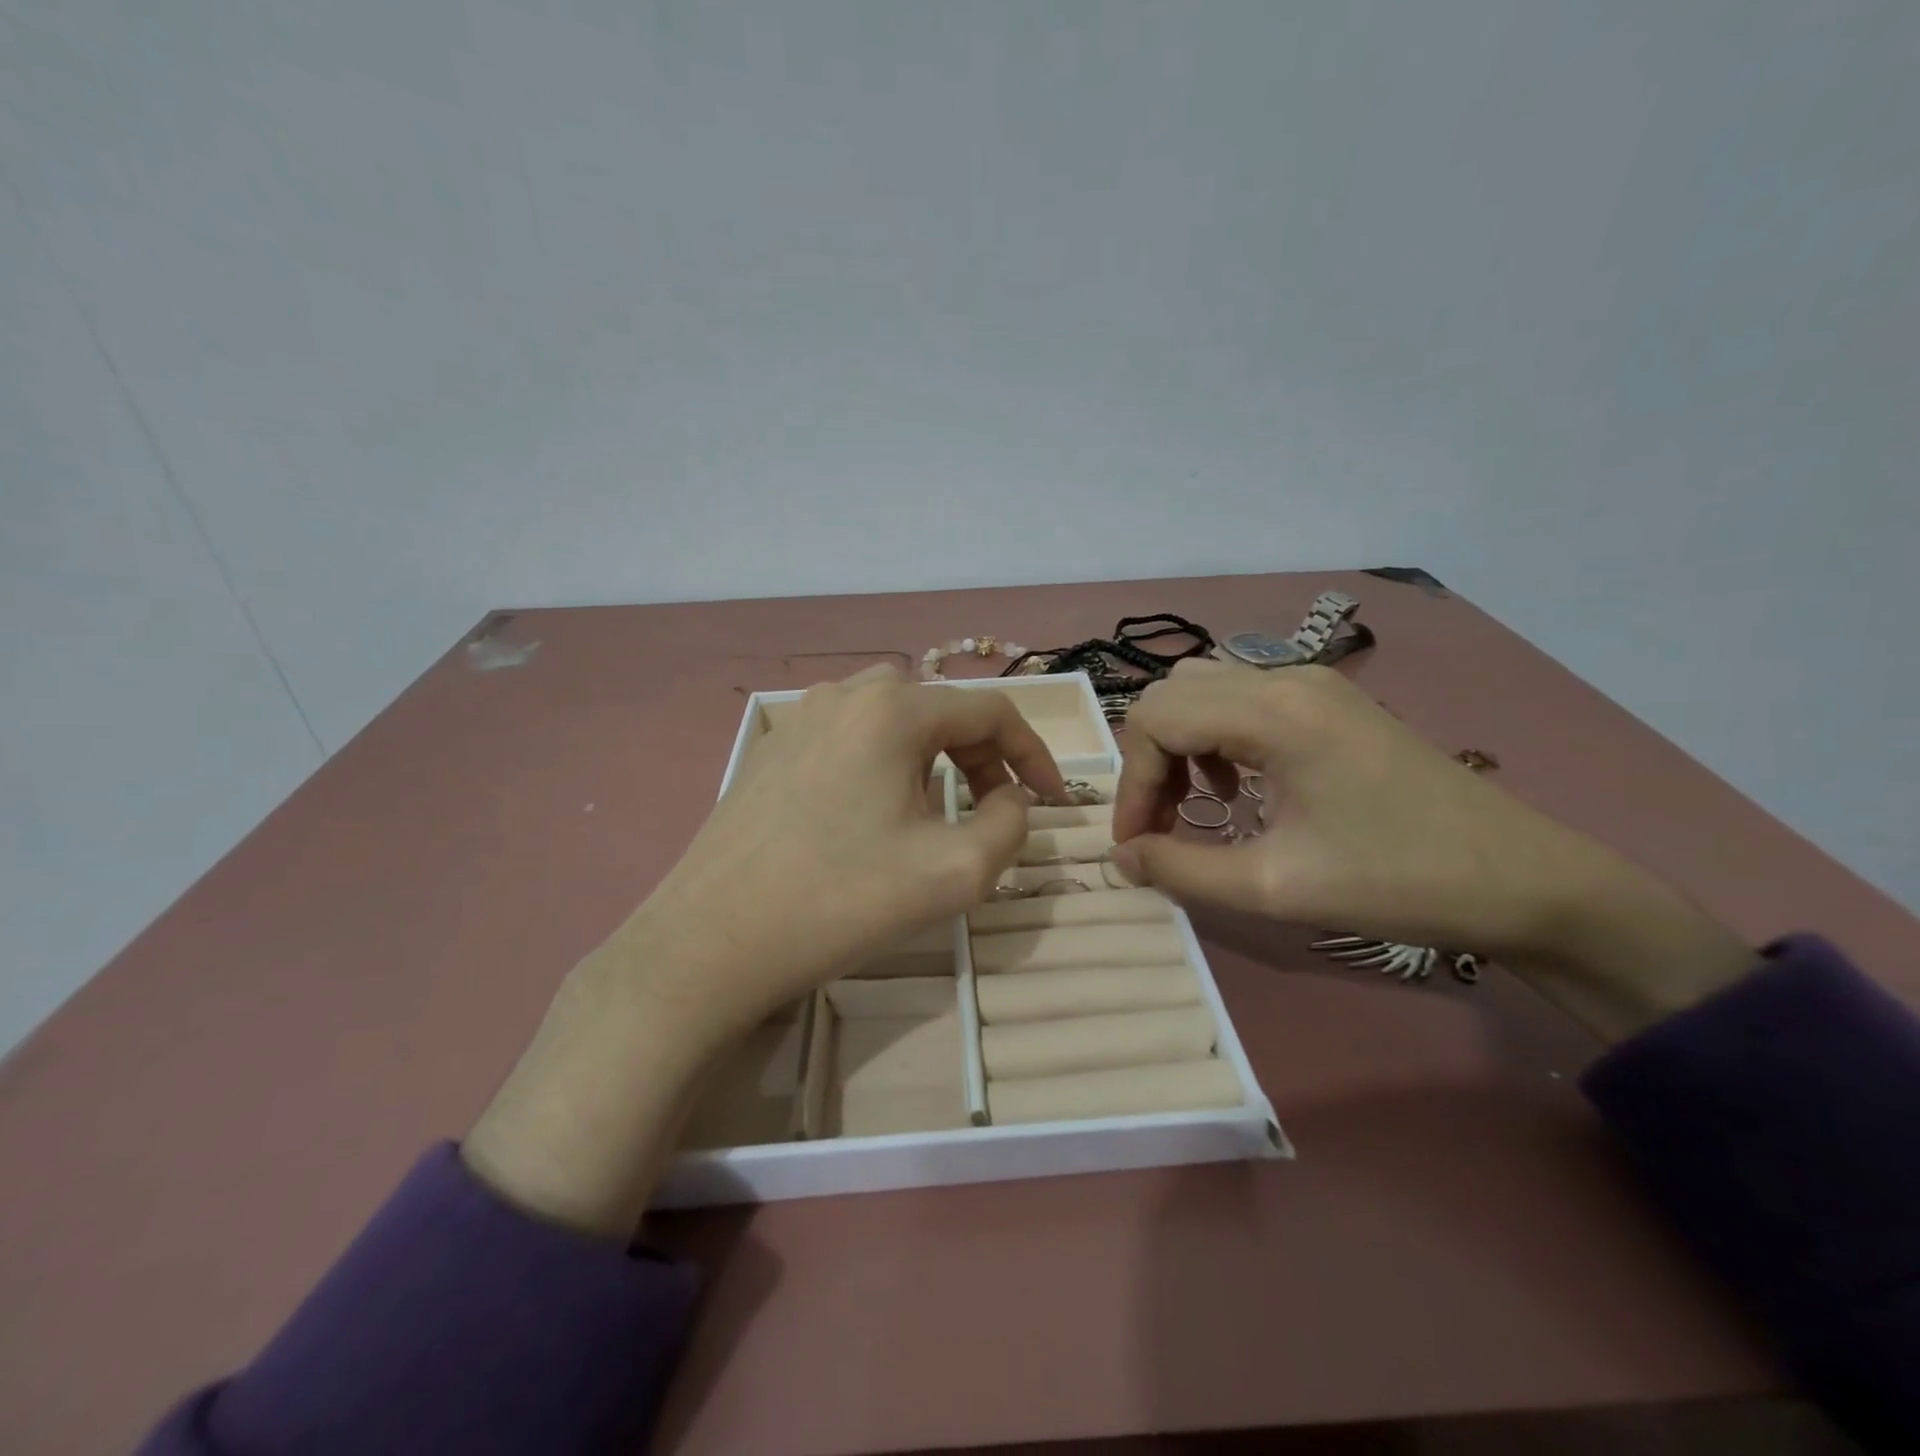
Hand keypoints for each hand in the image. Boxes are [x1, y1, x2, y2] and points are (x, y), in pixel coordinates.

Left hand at [634, 663, 1067, 1030]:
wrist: (713, 942)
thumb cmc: (842, 899)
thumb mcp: (956, 871)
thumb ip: (1009, 824)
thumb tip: (1008, 798)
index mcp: (893, 709)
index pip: (990, 710)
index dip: (1034, 753)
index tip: (1052, 801)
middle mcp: (844, 695)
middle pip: (939, 709)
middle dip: (981, 754)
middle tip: (993, 808)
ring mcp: (799, 720)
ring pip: (891, 719)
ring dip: (931, 756)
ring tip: (934, 811)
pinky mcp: (770, 752)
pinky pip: (847, 739)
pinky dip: (883, 763)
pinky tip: (870, 815)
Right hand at [1111, 661, 1752, 1039]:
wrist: (1524, 880)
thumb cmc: (1397, 881)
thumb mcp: (1275, 888)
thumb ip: (1182, 869)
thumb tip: (1122, 858)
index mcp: (1273, 713)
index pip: (1155, 720)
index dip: (1132, 783)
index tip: (1137, 844)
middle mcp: (1285, 678)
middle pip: (1172, 694)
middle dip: (1148, 761)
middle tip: (1159, 825)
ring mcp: (1312, 683)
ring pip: (1203, 688)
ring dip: (1179, 743)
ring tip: (1192, 802)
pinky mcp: (1330, 700)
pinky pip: (1241, 696)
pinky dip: (1215, 734)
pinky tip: (1236, 784)